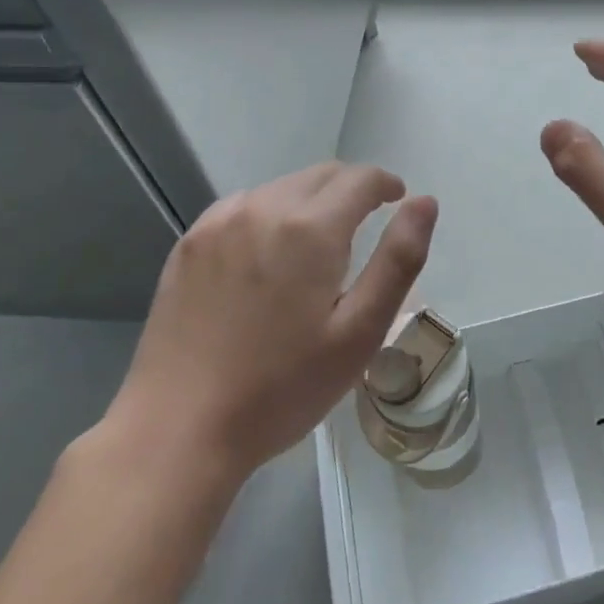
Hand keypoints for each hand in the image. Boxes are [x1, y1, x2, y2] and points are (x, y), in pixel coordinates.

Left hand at [104, 163, 437, 479]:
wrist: (178, 428)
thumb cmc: (282, 387)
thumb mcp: (360, 332)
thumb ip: (399, 260)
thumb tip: (424, 203)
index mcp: (310, 228)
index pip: (360, 179)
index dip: (385, 184)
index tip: (397, 200)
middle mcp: (263, 208)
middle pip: (321, 175)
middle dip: (351, 189)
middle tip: (364, 224)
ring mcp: (219, 222)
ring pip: (281, 188)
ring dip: (310, 200)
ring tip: (317, 244)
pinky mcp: (189, 243)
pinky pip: (243, 207)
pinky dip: (269, 214)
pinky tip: (267, 254)